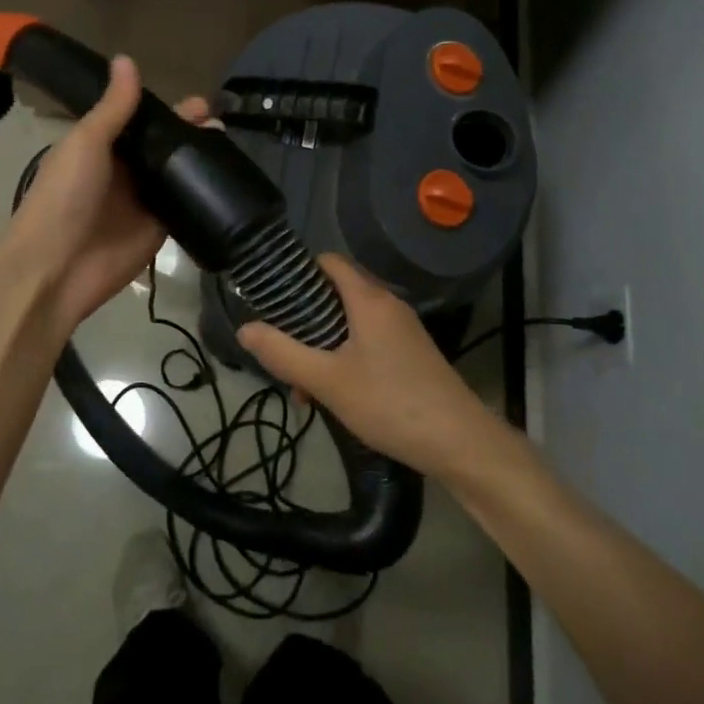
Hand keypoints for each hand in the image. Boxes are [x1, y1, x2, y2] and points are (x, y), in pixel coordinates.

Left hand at [0, 55, 206, 334]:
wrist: (56, 268)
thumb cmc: (64, 197)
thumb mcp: (86, 143)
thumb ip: (113, 107)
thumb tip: (127, 59)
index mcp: (101, 147)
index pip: (140, 120)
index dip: (167, 109)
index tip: (199, 102)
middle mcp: (125, 171)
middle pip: (163, 145)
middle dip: (190, 132)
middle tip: (219, 122)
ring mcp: (143, 201)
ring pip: (177, 173)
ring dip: (200, 159)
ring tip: (228, 144)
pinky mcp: (159, 228)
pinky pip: (185, 206)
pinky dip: (203, 194)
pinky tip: (228, 179)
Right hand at [238, 255, 499, 480]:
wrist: (459, 441)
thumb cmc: (389, 403)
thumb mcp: (327, 381)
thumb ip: (283, 354)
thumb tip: (245, 328)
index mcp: (369, 299)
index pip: (329, 262)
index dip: (298, 272)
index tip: (271, 297)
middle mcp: (388, 305)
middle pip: (336, 295)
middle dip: (304, 321)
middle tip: (282, 353)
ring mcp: (403, 330)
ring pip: (350, 324)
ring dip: (322, 347)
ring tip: (304, 389)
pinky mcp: (411, 354)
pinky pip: (368, 342)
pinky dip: (345, 358)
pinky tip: (334, 396)